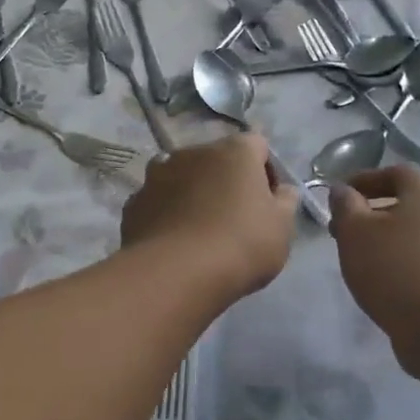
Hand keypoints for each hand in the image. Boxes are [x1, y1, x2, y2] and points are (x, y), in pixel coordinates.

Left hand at [121, 135, 299, 300]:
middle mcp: (192, 152)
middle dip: (225, 181)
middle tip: (234, 219)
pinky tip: (173, 243)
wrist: (176, 273)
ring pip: (181, 178)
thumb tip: (282, 189)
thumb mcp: (282, 227)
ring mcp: (157, 175)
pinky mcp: (134, 202)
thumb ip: (285, 201)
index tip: (267, 202)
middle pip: (215, 160)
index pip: (257, 145)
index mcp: (234, 151)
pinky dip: (166, 215)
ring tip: (198, 232)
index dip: (265, 171)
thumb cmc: (241, 244)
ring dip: (191, 194)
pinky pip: (157, 202)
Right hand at [328, 167, 419, 343]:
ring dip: (388, 239)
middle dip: (373, 212)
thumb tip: (343, 190)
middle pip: (408, 204)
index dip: (366, 179)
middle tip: (344, 230)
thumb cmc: (393, 269)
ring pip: (417, 234)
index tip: (341, 195)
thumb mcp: (354, 231)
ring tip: (361, 258)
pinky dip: (403, 262)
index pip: (397, 172)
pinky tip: (385, 281)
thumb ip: (345, 205)